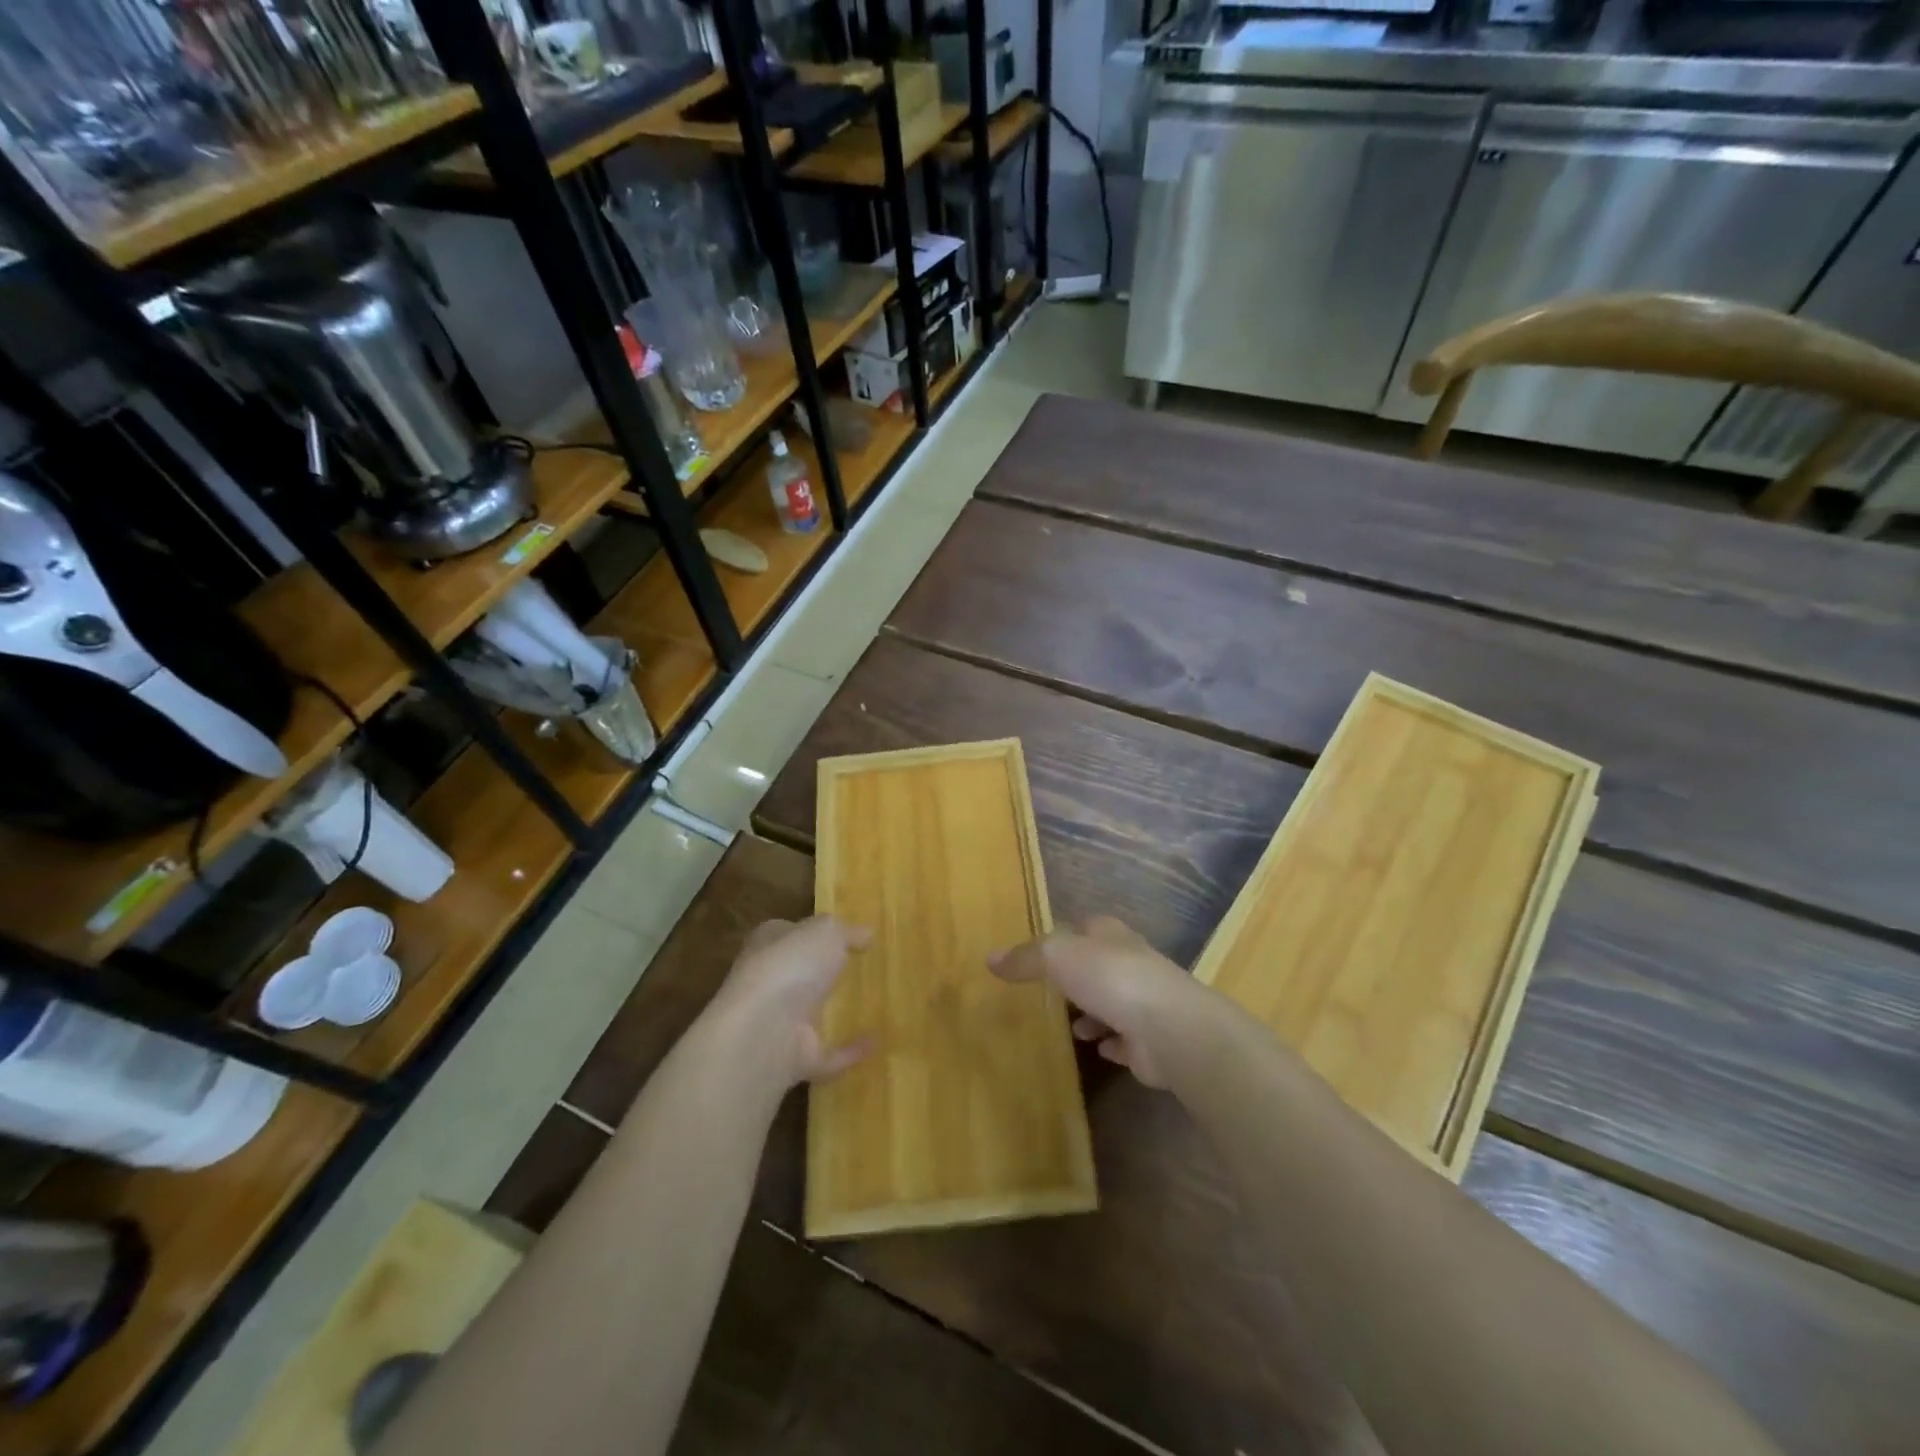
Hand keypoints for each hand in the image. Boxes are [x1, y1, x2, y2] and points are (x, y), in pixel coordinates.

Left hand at [707, 916, 874, 1087]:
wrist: (763, 1033)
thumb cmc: (790, 967)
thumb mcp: (826, 932)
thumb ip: (846, 931)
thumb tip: (866, 933)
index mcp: (768, 944)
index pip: (790, 932)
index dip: (814, 931)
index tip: (848, 934)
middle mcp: (769, 982)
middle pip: (799, 974)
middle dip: (824, 973)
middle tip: (864, 968)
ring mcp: (779, 1024)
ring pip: (810, 1016)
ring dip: (835, 1014)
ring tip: (874, 1005)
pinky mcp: (794, 1059)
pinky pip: (828, 1054)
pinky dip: (850, 1051)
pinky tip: (877, 1042)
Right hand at [989, 916, 1208, 1088]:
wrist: (1168, 1028)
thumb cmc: (1111, 978)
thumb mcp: (1057, 956)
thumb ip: (1026, 957)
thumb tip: (990, 958)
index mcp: (1110, 935)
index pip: (1084, 927)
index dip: (1063, 936)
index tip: (1040, 951)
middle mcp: (1130, 963)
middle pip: (1098, 965)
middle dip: (1078, 976)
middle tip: (1050, 990)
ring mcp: (1144, 1002)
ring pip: (1112, 1002)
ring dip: (1092, 1013)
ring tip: (1070, 1027)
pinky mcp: (1150, 1041)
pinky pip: (1125, 1040)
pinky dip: (1111, 1044)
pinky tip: (1096, 1050)